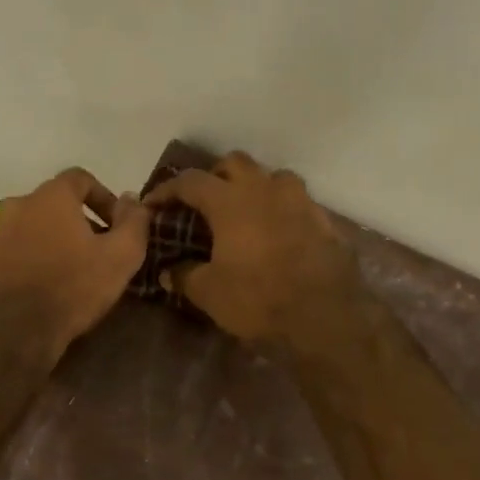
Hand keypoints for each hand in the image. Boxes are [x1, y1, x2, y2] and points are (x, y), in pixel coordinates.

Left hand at [0, 167, 150, 362]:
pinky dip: (38, 257)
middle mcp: (18, 204)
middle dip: (83, 222)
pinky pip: (20, 248)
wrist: (14, 331)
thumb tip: (133, 199)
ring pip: (37, 226)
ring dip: (59, 240)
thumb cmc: (73, 288)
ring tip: (77, 271)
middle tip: (102, 251)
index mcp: (50, 196)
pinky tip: (51, 285)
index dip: (105, 198)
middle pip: (58, 203)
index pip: (81, 179)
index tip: (119, 226)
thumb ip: (134, 221)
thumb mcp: (121, 256)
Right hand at [143, 152, 362, 347]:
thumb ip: (185, 276)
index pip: (190, 181)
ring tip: (246, 211)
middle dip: (214, 176)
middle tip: (203, 201)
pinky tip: (278, 234)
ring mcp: (300, 202)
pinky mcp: (325, 221)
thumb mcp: (210, 293)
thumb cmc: (258, 299)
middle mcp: (265, 190)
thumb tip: (167, 273)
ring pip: (273, 176)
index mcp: (231, 201)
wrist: (325, 317)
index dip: (168, 189)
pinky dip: (282, 210)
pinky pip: (298, 203)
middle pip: (234, 163)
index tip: (154, 204)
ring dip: (255, 186)